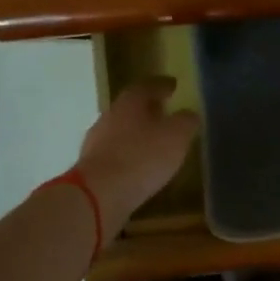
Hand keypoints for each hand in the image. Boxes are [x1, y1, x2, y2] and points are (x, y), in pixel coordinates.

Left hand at [75, 77, 199, 237]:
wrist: (98, 195)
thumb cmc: (142, 157)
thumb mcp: (176, 136)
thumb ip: (186, 121)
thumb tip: (188, 114)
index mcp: (130, 102)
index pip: (148, 85)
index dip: (162, 85)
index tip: (173, 85)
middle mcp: (110, 116)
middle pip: (131, 107)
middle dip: (148, 109)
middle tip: (165, 113)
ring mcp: (96, 142)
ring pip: (121, 131)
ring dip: (137, 134)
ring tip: (155, 143)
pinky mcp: (91, 167)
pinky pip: (115, 154)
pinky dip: (128, 155)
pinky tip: (139, 166)